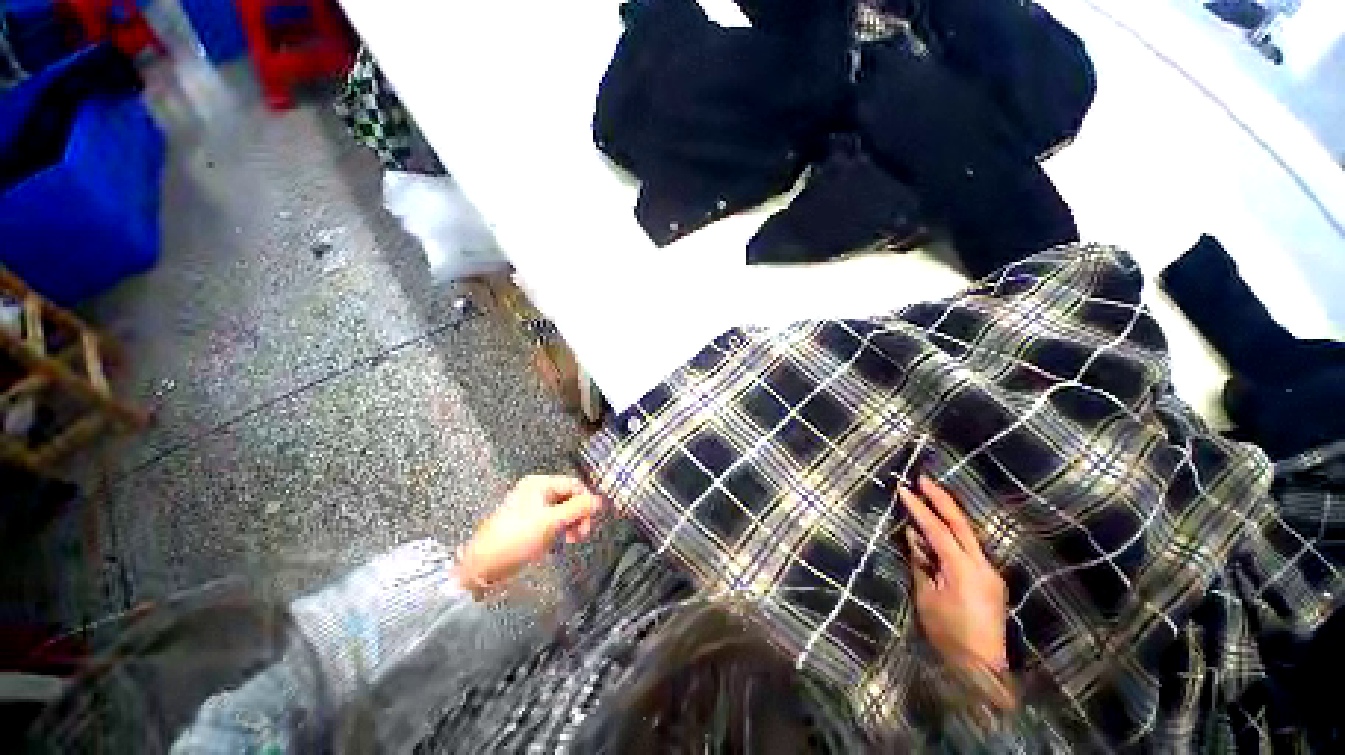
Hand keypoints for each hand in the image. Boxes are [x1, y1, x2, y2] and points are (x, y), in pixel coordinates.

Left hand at [457, 475, 602, 596]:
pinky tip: (557, 542)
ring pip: (562, 510)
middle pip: (569, 496)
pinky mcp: (529, 523)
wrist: (482, 567)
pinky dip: (559, 530)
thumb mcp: (550, 523)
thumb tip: (599, 501)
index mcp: (539, 484)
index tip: (589, 522)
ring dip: (570, 523)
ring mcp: (532, 507)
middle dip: (578, 514)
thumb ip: (577, 510)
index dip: (585, 501)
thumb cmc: (515, 539)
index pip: (574, 485)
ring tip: (570, 540)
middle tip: (580, 534)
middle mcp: (536, 491)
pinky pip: (553, 521)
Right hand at [899, 476, 1010, 703]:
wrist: (982, 667)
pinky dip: (953, 533)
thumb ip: (921, 563)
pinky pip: (969, 548)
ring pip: (968, 533)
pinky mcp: (990, 580)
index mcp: (963, 569)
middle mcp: (982, 565)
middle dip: (941, 499)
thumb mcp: (926, 596)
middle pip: (961, 524)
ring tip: (931, 496)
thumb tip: (914, 537)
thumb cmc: (948, 634)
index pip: (937, 530)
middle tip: (924, 478)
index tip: (902, 489)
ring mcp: (989, 572)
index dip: (919, 508)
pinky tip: (941, 529)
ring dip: (949, 513)